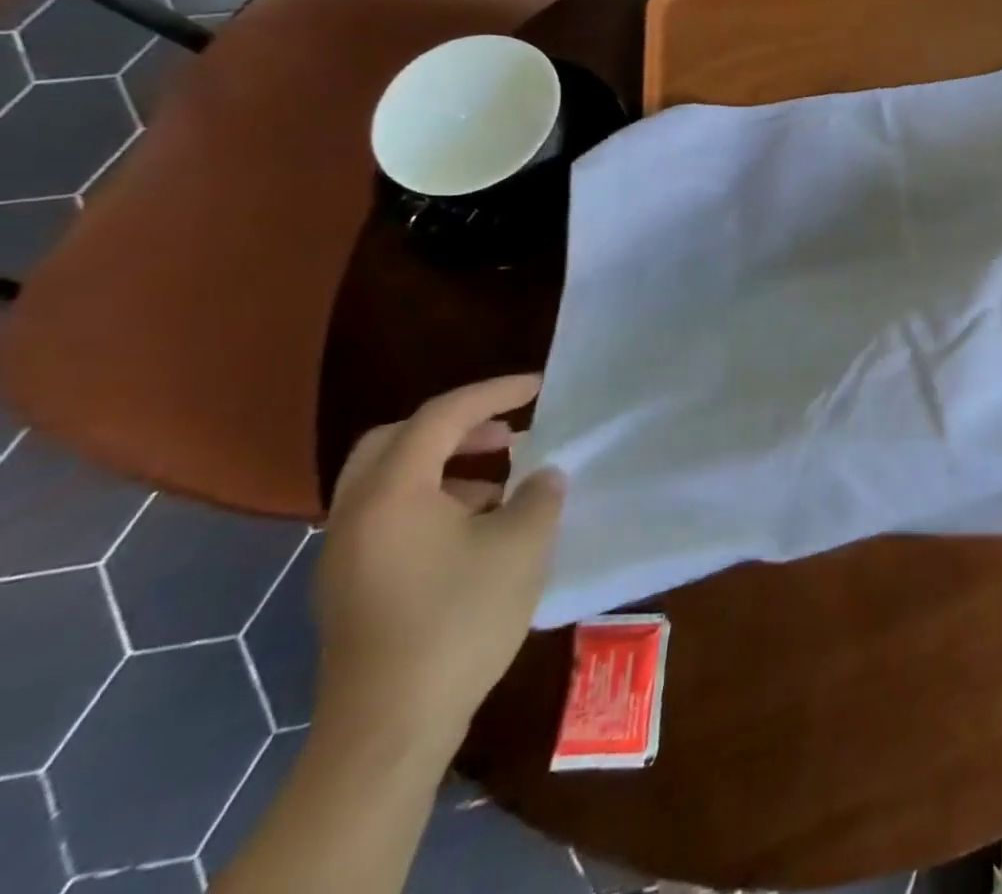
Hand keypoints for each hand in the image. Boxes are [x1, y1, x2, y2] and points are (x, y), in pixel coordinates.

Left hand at [315, 375, 565, 753]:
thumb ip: (539, 495)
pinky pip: (387, 517)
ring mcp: (345, 554)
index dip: (494, 393)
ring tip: (500, 484)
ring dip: (443, 466)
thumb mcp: (522, 545)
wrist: (390, 729)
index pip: (442, 416)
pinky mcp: (349, 588)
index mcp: (392, 492)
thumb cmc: (459, 620)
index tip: (538, 387)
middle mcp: (356, 513)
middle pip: (396, 440)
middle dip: (455, 426)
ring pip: (388, 481)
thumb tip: (542, 477)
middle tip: (506, 433)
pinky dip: (430, 502)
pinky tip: (475, 532)